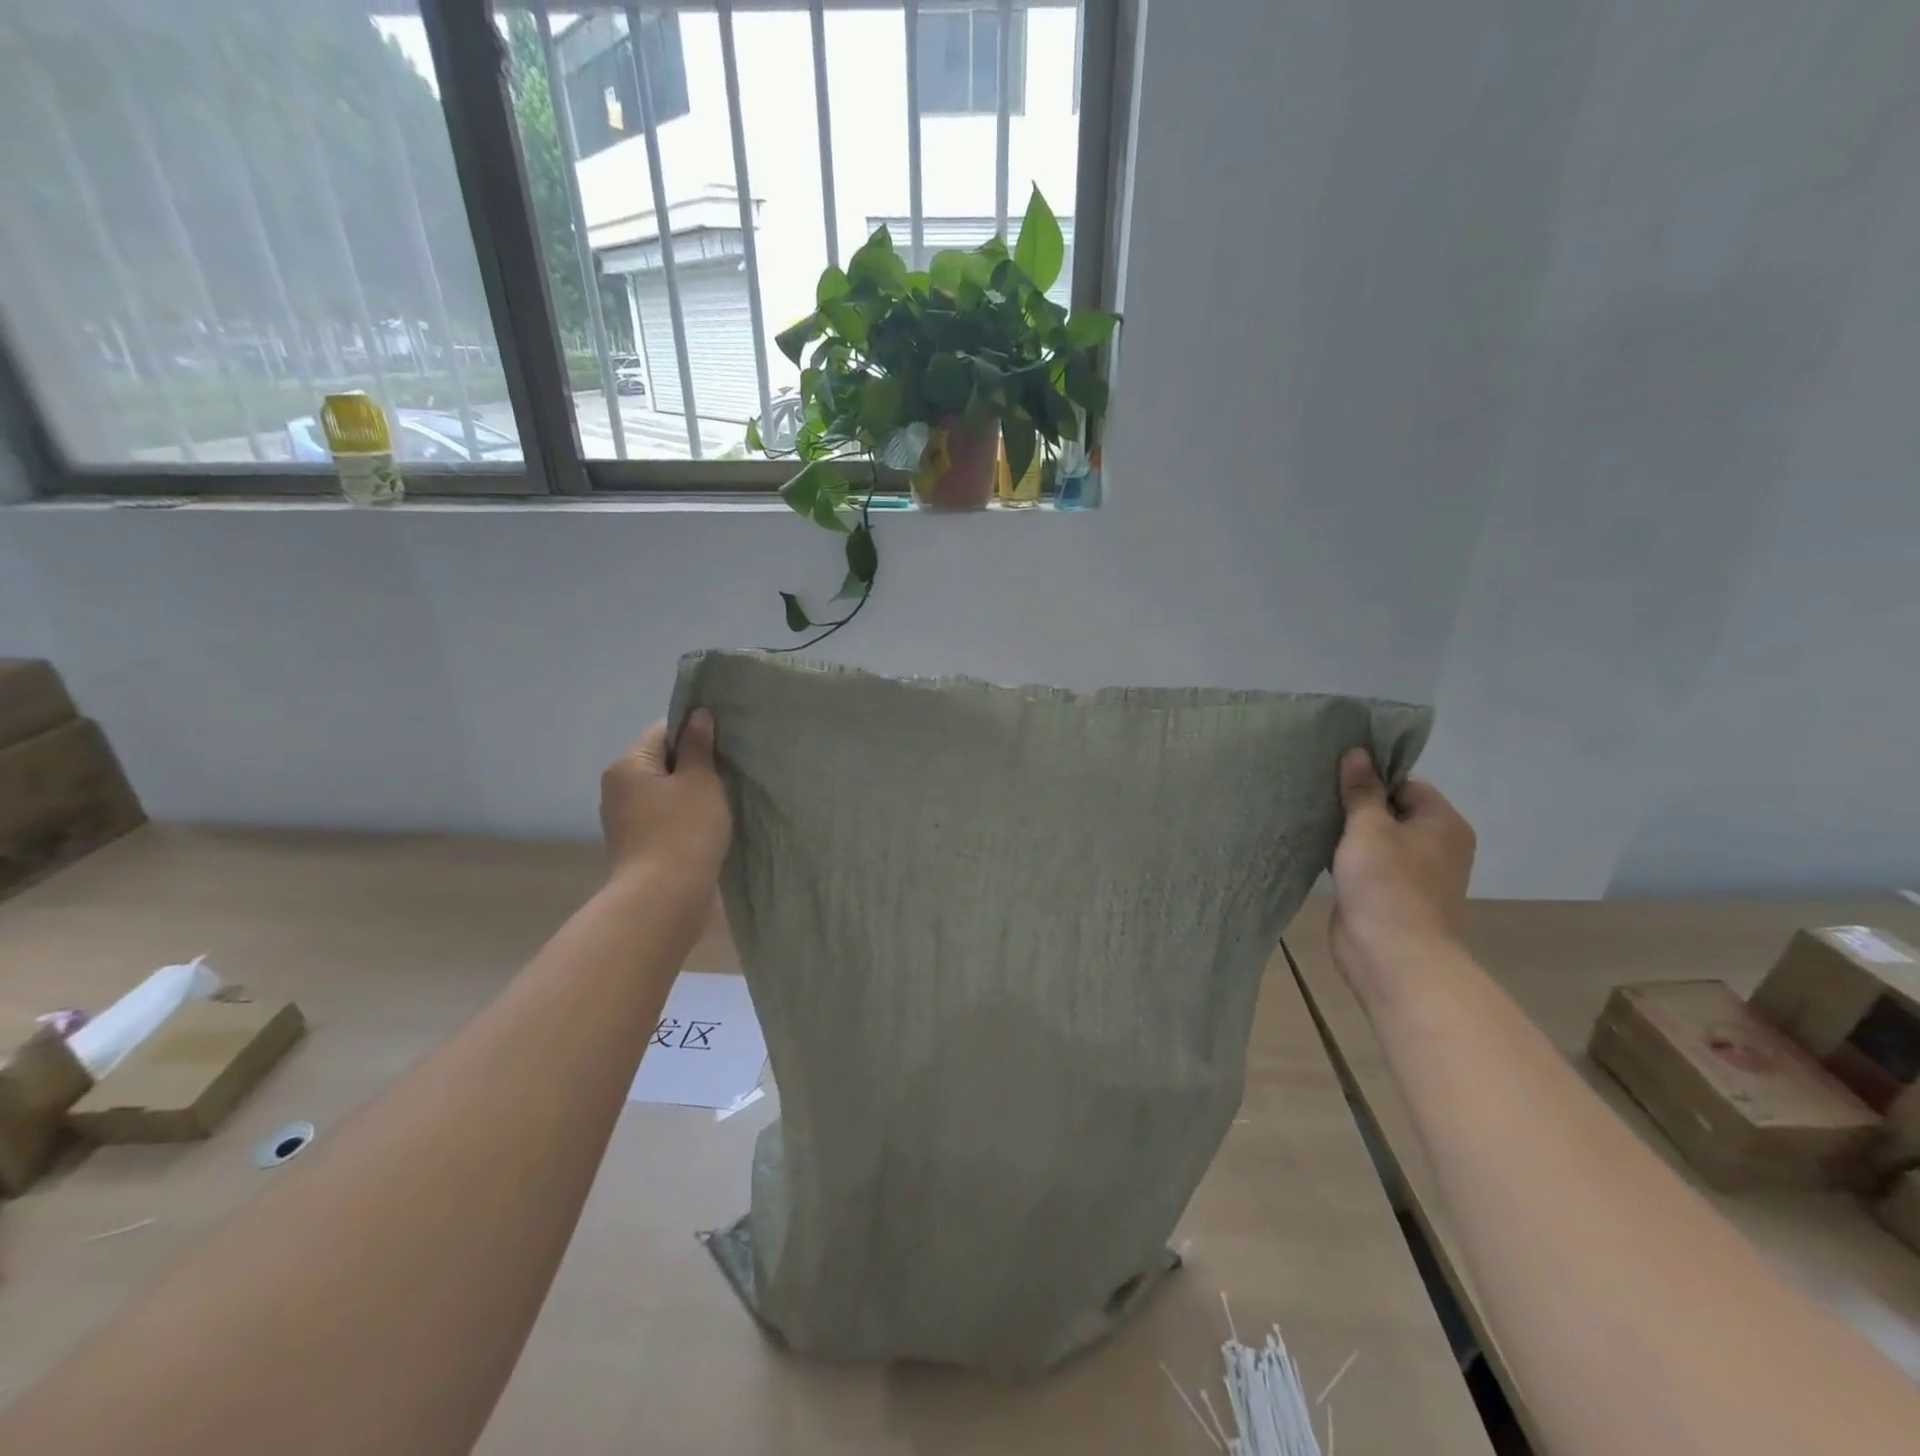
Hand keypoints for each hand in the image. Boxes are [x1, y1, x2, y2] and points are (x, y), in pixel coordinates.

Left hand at [600, 712, 730, 886]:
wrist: (665, 898)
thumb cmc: (684, 830)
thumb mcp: (701, 781)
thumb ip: (699, 746)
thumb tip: (698, 715)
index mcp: (628, 765)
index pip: (663, 730)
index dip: (695, 732)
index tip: (724, 744)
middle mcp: (617, 788)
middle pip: (661, 761)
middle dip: (694, 764)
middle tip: (728, 772)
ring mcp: (624, 819)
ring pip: (664, 792)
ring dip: (691, 793)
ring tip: (723, 800)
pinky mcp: (636, 845)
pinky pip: (664, 817)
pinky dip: (684, 817)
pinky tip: (708, 826)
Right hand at [1329, 748, 1475, 994]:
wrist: (1392, 957)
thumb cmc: (1387, 885)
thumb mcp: (1370, 828)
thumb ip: (1361, 790)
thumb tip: (1357, 752)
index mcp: (1443, 824)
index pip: (1406, 784)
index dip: (1372, 779)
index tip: (1335, 777)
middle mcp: (1434, 845)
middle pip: (1390, 810)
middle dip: (1355, 804)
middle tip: (1316, 794)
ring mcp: (1411, 873)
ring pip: (1375, 839)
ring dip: (1347, 832)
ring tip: (1311, 818)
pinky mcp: (1387, 894)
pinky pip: (1365, 864)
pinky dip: (1344, 857)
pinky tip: (1316, 849)